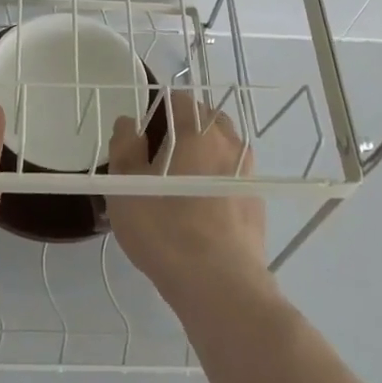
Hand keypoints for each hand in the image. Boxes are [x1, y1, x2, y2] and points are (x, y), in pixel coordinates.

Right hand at [106, 91, 268, 313]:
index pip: (179, 99)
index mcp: (197, 130)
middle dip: (183, 128)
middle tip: (159, 157)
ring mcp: (247, 172)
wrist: (219, 284)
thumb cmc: (165, 228)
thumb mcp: (126, 186)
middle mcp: (228, 142)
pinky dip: (216, 180)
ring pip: (222, 148)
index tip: (143, 133)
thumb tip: (129, 123)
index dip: (158, 109)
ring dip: (203, 154)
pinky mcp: (257, 202)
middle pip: (205, 120)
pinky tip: (200, 208)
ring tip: (179, 183)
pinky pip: (232, 176)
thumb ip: (124, 146)